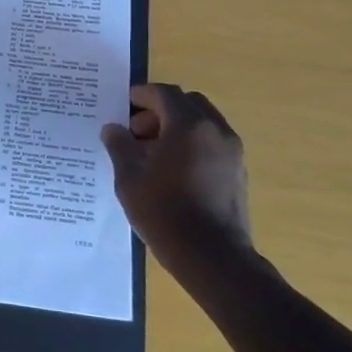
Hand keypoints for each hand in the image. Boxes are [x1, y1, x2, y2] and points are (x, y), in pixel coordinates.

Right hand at [100, 84, 252, 278]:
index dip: (140, 95)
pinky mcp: (237, 172)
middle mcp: (216, 131)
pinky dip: (191, 143)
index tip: (120, 106)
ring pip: (202, 123)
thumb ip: (119, 146)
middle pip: (186, 104)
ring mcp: (232, 152)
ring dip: (176, 127)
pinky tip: (170, 170)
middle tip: (136, 131)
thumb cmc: (165, 212)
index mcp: (189, 125)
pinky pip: (211, 143)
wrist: (212, 257)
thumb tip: (114, 129)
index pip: (164, 94)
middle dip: (159, 110)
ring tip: (151, 153)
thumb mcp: (129, 178)